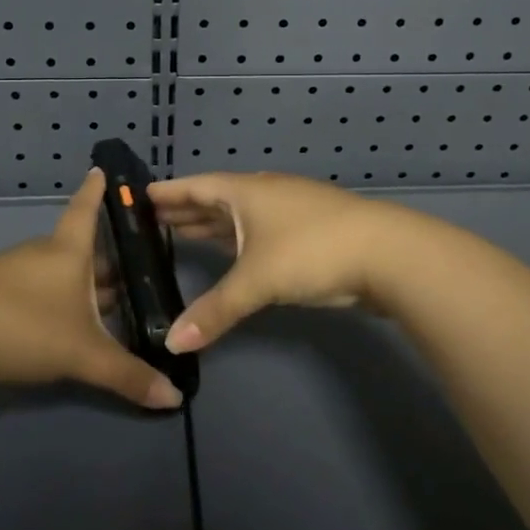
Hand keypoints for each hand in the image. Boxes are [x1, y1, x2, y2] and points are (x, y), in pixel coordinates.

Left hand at [0, 169, 182, 409]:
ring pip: (54, 270)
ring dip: (78, 283)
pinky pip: (31, 287)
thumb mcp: (83, 355)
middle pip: (77, 249)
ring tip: (101, 302)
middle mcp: (40, 253)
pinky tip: (56, 322)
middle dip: (102, 260)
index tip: (100, 168)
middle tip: (130, 273)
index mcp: (68, 252)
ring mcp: (10, 271)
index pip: (86, 211)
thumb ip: (128, 376)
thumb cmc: (25, 327)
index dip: (96, 192)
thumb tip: (175, 398)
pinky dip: (51, 297)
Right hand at [147, 172, 394, 352]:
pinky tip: (232, 252)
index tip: (142, 195)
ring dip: (214, 225)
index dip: (170, 192)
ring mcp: (291, 210)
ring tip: (183, 233)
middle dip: (187, 210)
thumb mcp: (257, 281)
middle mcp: (265, 194)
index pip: (197, 186)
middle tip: (154, 220)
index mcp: (246, 192)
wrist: (387, 254)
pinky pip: (260, 231)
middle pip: (217, 199)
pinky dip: (239, 239)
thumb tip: (172, 343)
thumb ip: (215, 311)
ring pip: (241, 216)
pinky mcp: (310, 231)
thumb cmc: (311, 251)